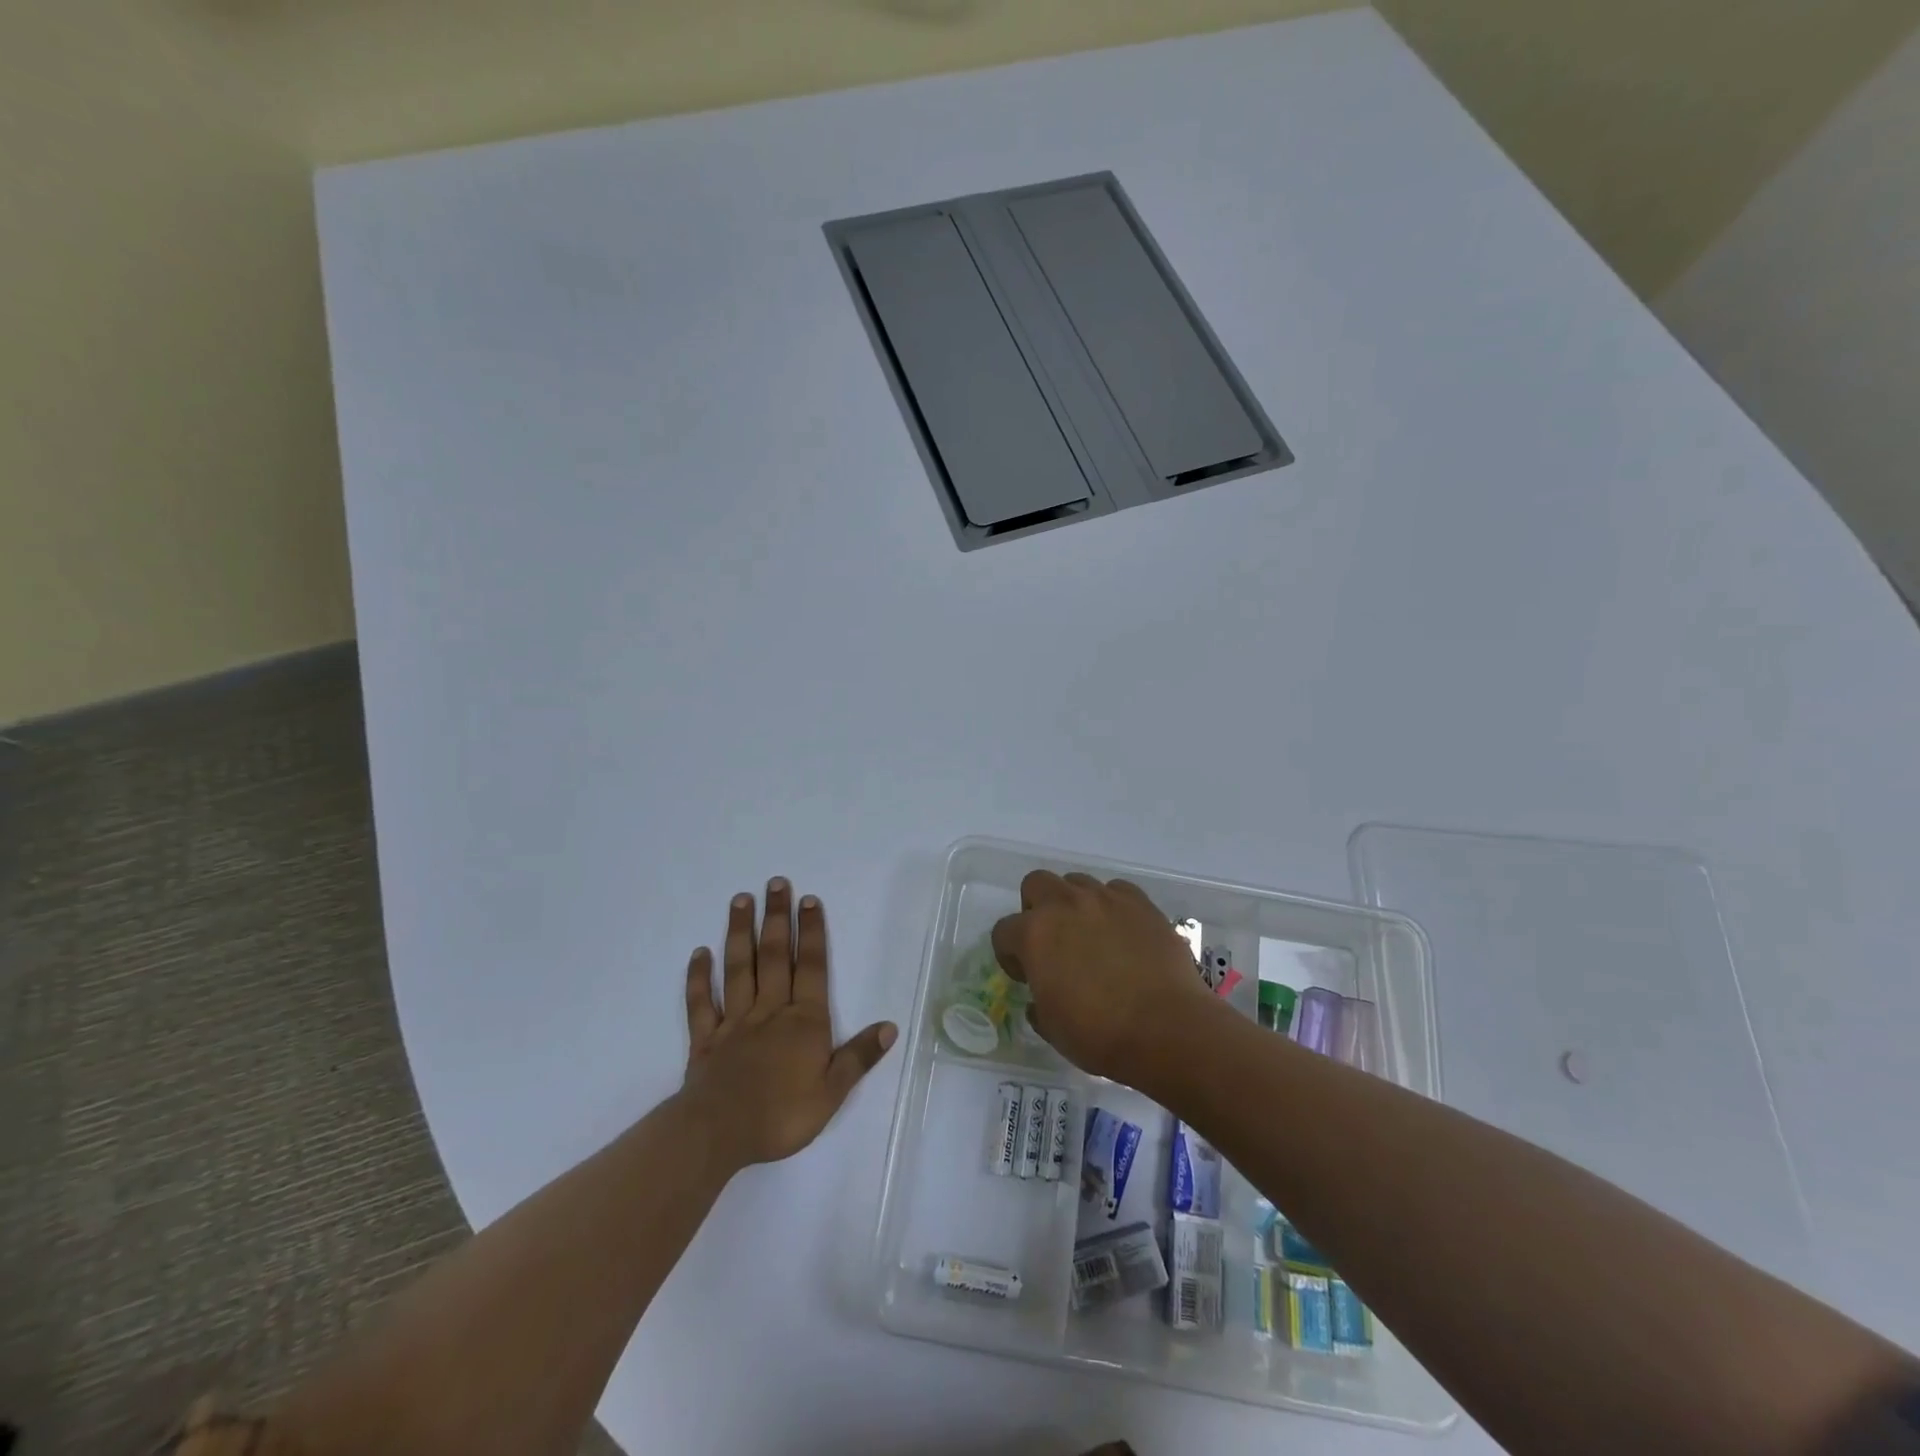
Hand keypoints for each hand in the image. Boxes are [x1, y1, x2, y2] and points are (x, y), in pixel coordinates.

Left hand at [680, 879, 896, 1168]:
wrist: (719, 1134)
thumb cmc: (781, 1115)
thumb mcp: (832, 1093)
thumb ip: (859, 1057)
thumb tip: (890, 1026)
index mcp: (804, 1021)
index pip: (811, 968)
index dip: (812, 932)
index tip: (809, 900)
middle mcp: (770, 1010)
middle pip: (775, 956)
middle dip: (778, 918)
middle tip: (776, 883)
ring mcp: (734, 1021)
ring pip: (739, 968)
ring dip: (740, 932)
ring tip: (741, 900)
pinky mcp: (705, 1038)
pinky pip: (701, 1002)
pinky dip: (699, 977)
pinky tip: (699, 953)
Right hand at [990, 871, 1218, 1085]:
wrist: (1167, 1028)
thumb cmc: (1100, 1034)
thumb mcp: (1053, 1028)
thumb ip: (1038, 1004)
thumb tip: (1040, 1000)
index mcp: (1034, 934)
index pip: (1004, 931)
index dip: (1010, 955)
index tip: (1026, 976)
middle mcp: (1065, 904)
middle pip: (1036, 884)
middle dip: (1036, 909)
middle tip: (1052, 942)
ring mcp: (1106, 899)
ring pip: (1077, 882)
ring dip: (1074, 904)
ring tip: (1090, 936)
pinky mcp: (1141, 903)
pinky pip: (1117, 891)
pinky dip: (1112, 907)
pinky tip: (1122, 934)